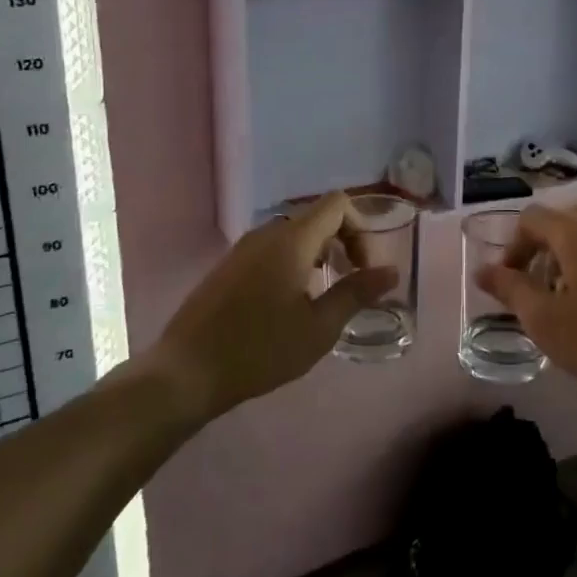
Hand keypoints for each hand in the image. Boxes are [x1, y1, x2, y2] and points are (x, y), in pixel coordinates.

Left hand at [144, 193, 397, 422]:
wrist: (186, 372)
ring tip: (321, 295)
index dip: (360, 229)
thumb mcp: (319, 328)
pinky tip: (287, 303)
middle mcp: (266, 233)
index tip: (363, 268)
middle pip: (316, 217)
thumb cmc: (260, 349)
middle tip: (350, 282)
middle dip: (342, 242)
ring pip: (293, 234)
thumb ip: (357, 293)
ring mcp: (242, 249)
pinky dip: (292, 262)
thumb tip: (391, 272)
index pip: (337, 205)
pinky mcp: (227, 267)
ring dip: (317, 253)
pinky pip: (271, 249)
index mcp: (292, 240)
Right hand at [478, 205, 576, 407]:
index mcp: (575, 233)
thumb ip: (510, 290)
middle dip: (538, 250)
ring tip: (562, 303)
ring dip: (565, 262)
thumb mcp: (544, 319)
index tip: (509, 283)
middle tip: (533, 289)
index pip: (532, 217)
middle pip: (561, 222)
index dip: (512, 246)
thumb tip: (483, 270)